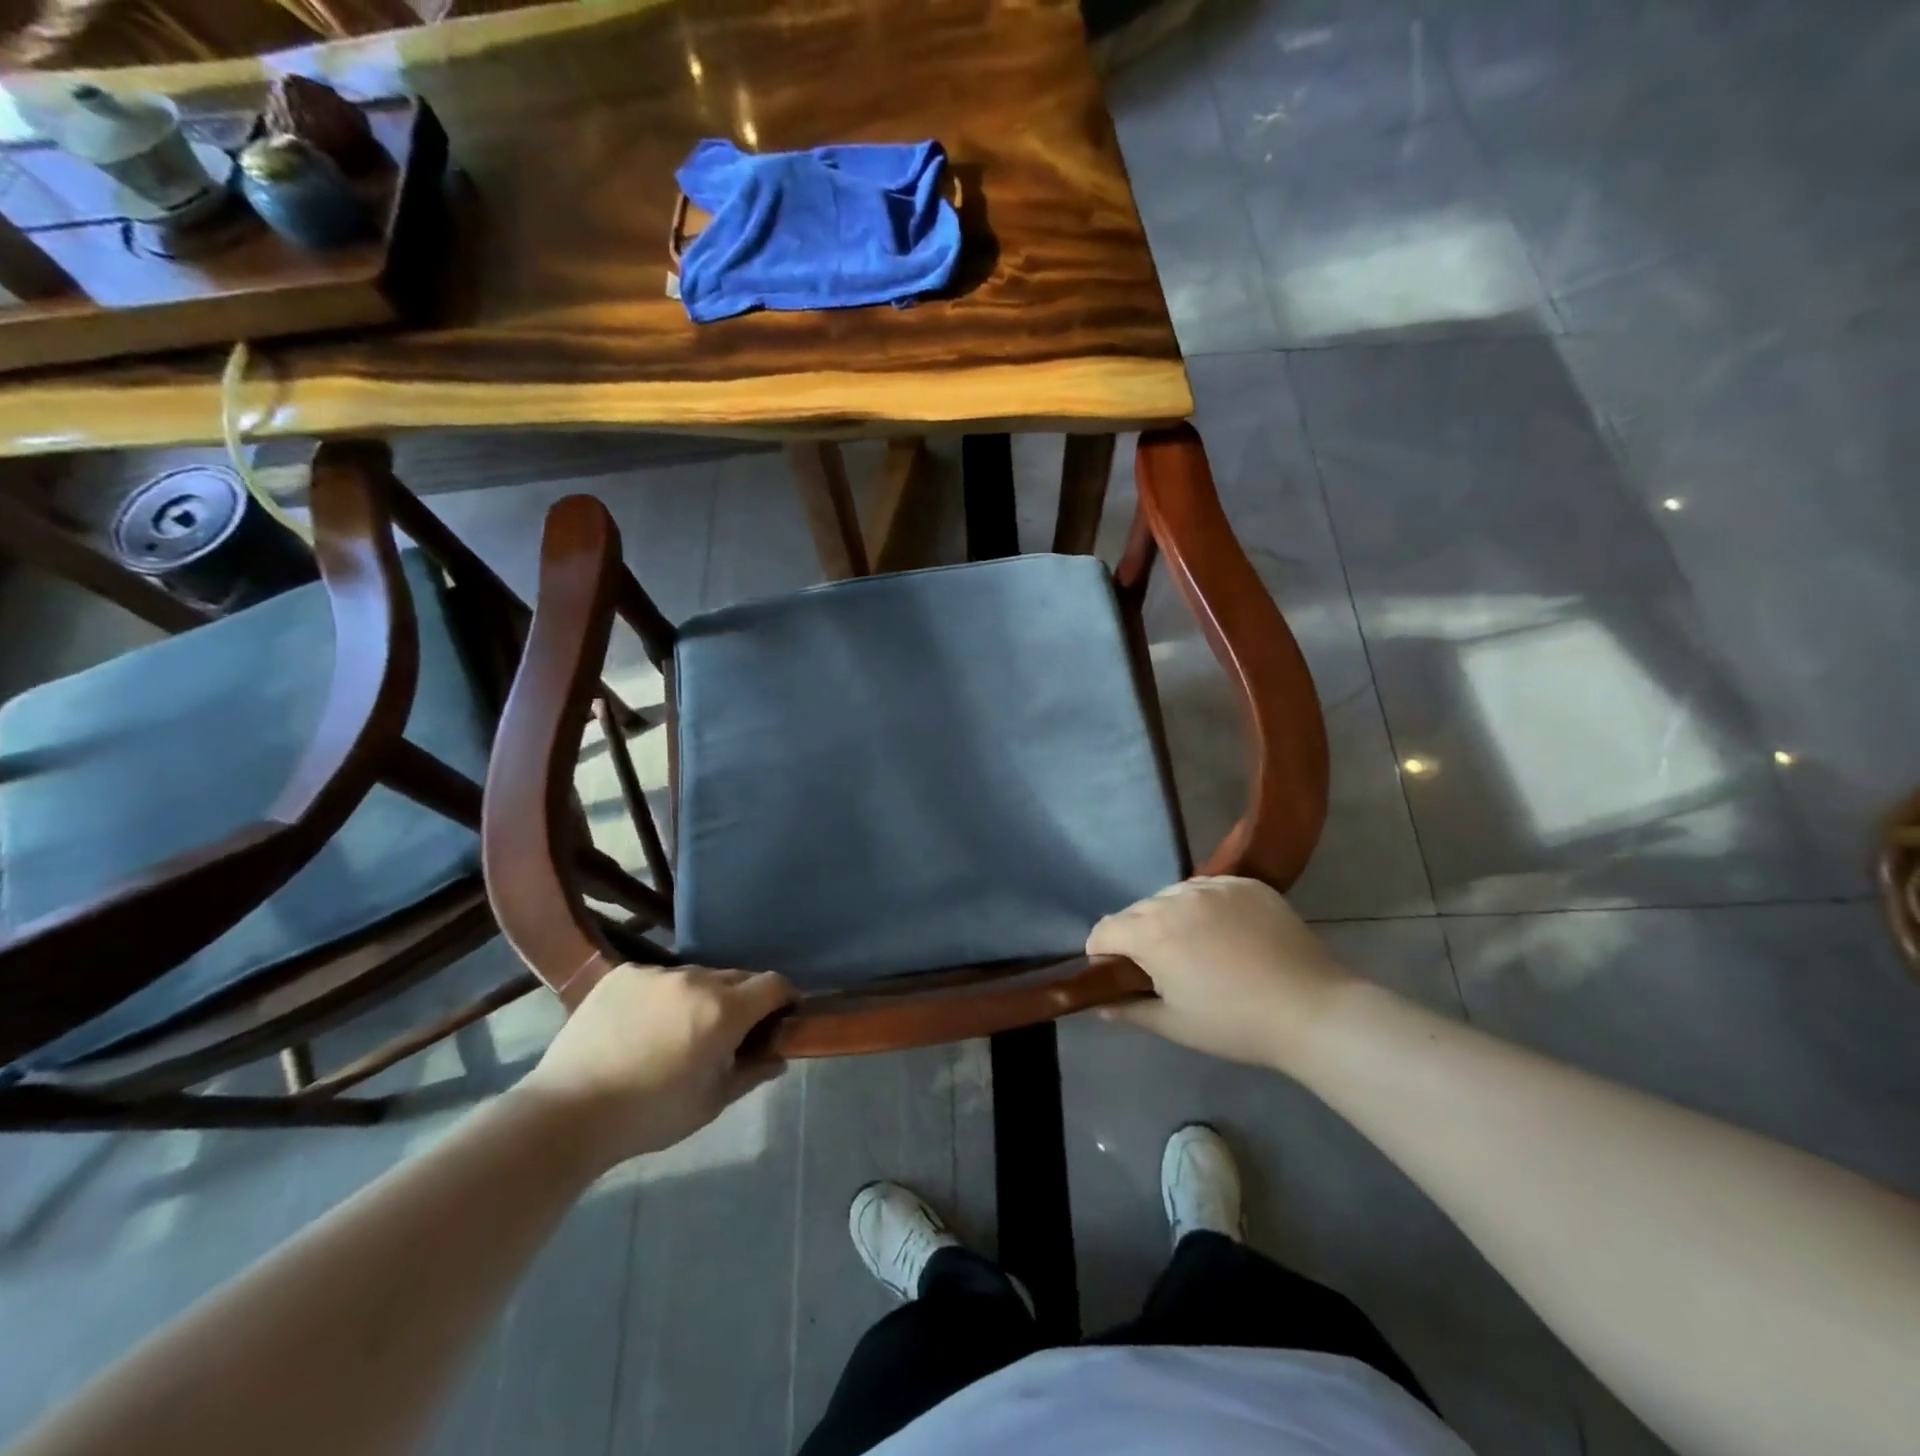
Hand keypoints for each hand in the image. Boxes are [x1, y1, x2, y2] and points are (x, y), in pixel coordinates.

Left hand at [518, 965, 795, 1167]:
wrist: (567, 1113)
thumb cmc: (650, 1115)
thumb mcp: (711, 1102)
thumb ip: (752, 1072)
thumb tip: (778, 1056)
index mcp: (724, 1010)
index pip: (774, 984)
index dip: (785, 998)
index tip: (781, 1018)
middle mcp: (695, 979)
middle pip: (737, 977)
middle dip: (743, 1000)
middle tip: (728, 1033)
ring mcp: (656, 973)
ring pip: (696, 977)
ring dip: (702, 996)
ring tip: (678, 1030)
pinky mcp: (621, 974)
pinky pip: (658, 978)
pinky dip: (663, 996)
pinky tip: (642, 1026)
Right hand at [1087, 877, 1354, 1068]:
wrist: (1311, 1010)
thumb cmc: (1234, 1024)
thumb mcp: (1175, 1025)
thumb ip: (1130, 1010)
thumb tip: (1101, 1005)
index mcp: (1152, 932)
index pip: (1105, 929)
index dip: (1103, 953)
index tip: (1119, 975)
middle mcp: (1176, 898)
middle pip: (1137, 910)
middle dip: (1138, 936)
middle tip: (1163, 967)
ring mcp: (1214, 886)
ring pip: (1173, 895)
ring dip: (1172, 916)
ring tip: (1198, 947)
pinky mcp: (1247, 884)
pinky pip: (1210, 888)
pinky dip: (1207, 906)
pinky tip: (1228, 933)